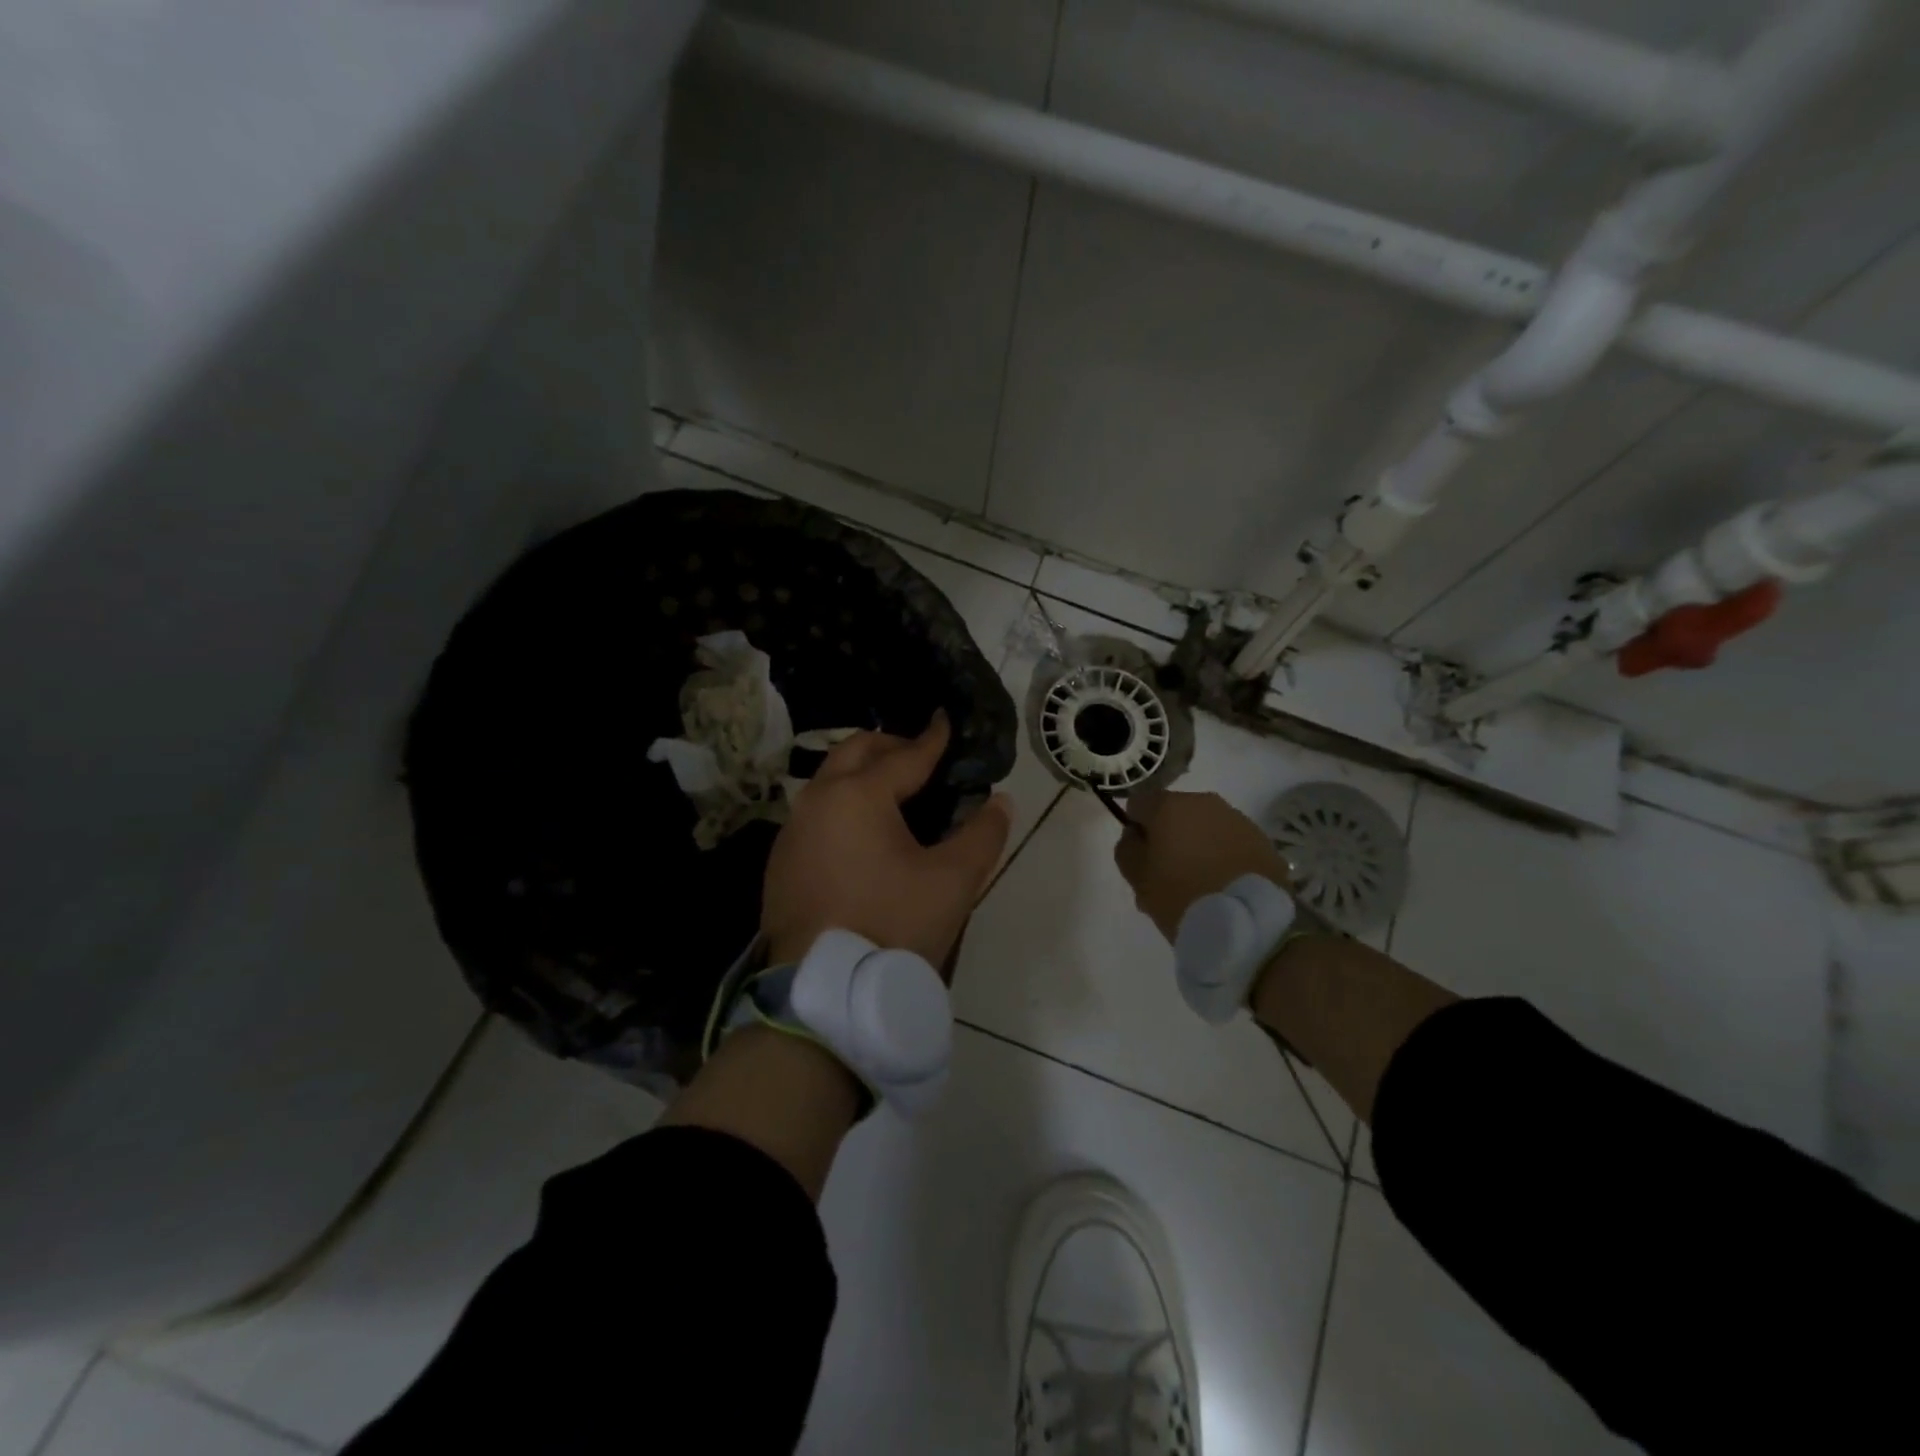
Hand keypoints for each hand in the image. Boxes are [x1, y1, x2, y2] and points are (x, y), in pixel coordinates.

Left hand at [762, 712, 1012, 972]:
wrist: (823, 994)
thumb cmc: (892, 927)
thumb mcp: (952, 882)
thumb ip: (982, 835)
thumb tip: (999, 802)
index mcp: (857, 795)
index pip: (905, 756)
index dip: (932, 739)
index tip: (946, 721)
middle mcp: (817, 800)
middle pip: (856, 752)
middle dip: (891, 746)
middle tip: (923, 756)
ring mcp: (792, 830)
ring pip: (830, 780)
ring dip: (863, 774)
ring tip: (897, 791)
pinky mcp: (782, 861)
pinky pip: (816, 813)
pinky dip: (843, 804)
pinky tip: (864, 832)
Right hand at [1113, 790, 1291, 941]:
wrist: (1248, 922)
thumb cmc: (1181, 896)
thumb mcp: (1137, 878)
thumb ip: (1127, 849)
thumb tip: (1135, 834)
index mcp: (1169, 806)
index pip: (1138, 804)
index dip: (1135, 829)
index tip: (1141, 858)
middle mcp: (1204, 802)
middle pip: (1174, 813)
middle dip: (1168, 838)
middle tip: (1168, 876)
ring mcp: (1237, 819)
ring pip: (1205, 827)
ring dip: (1197, 846)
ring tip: (1199, 885)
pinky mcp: (1262, 840)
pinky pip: (1230, 842)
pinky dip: (1223, 856)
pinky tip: (1223, 886)